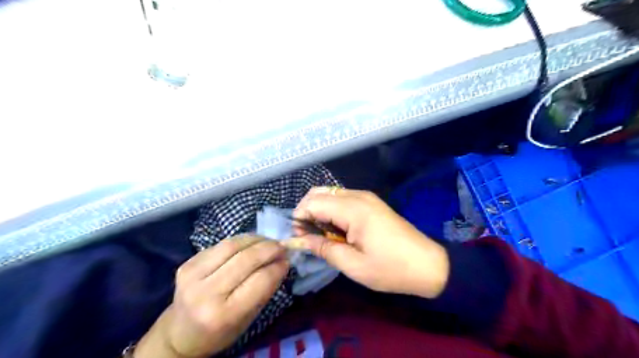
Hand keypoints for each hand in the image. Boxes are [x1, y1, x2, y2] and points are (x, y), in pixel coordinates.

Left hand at [134, 238, 289, 357]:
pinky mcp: (187, 263)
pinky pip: (221, 245)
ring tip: (267, 241)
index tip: (287, 260)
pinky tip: (249, 244)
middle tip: (282, 246)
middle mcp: (205, 293)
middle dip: (269, 248)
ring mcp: (192, 275)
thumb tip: (282, 261)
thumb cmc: (220, 331)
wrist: (180, 332)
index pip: (260, 280)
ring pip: (232, 245)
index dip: (278, 266)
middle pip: (246, 259)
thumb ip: (265, 289)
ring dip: (256, 239)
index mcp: (224, 314)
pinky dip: (240, 241)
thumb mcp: (248, 318)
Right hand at [290, 188, 447, 299]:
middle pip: (318, 192)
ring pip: (329, 193)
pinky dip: (331, 210)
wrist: (427, 264)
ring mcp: (366, 197)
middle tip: (308, 236)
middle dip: (306, 211)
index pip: (313, 202)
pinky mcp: (371, 202)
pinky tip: (336, 229)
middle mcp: (358, 196)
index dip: (300, 218)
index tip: (300, 238)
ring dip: (318, 210)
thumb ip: (323, 248)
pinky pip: (342, 199)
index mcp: (353, 209)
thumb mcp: (353, 265)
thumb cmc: (390, 268)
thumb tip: (300, 240)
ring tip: (321, 234)